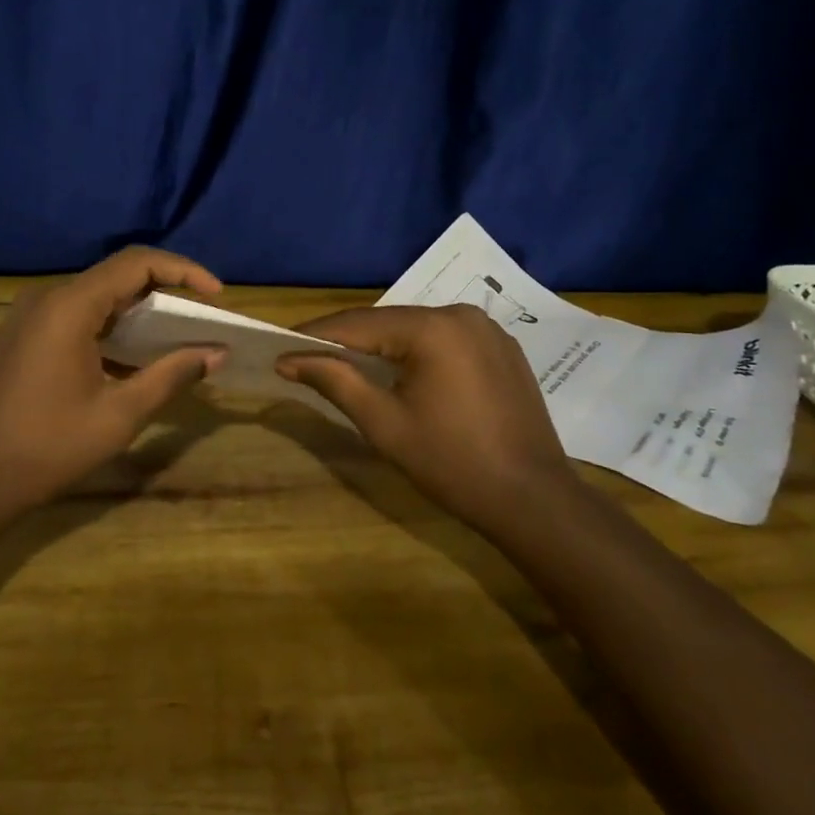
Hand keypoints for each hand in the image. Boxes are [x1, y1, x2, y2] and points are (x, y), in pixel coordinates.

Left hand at [0, 248, 226, 516]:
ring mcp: (29, 316)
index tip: (216, 295)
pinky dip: (110, 329)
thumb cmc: (47, 447)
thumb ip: (171, 376)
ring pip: (96, 297)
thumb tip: (216, 354)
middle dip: (164, 292)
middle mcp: (47, 298)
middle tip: (200, 319)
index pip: (137, 263)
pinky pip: (75, 317)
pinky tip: (131, 360)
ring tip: (174, 339)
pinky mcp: (21, 336)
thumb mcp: (119, 414)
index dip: (183, 270)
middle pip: (116, 276)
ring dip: (137, 312)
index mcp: (70, 306)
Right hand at [278, 306, 569, 526]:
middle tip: (308, 358)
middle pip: (388, 322)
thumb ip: (336, 381)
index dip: (316, 335)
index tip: (281, 347)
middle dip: (348, 340)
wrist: (533, 500)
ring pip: (416, 330)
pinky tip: (403, 374)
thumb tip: (289, 359)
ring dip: (382, 346)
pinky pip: (446, 341)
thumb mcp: (384, 423)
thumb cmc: (451, 463)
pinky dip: (417, 352)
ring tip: (347, 365)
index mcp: (432, 328)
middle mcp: (461, 315)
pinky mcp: (502, 349)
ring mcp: (487, 330)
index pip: (358, 323)